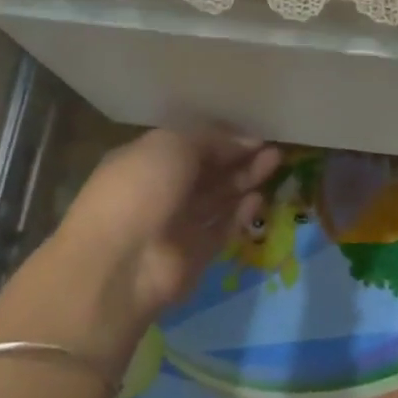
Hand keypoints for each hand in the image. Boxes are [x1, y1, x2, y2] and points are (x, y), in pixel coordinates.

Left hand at [0, 130, 278, 364]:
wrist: (121, 264)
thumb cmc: (139, 190)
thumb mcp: (171, 145)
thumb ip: (212, 139)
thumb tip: (248, 142)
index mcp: (144, 161)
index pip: (188, 144)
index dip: (221, 138)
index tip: (253, 133)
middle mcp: (160, 191)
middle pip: (207, 171)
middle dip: (238, 158)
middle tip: (273, 147)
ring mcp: (178, 224)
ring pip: (218, 198)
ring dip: (245, 180)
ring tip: (276, 163)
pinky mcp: (196, 253)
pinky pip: (222, 228)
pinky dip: (241, 213)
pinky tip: (259, 198)